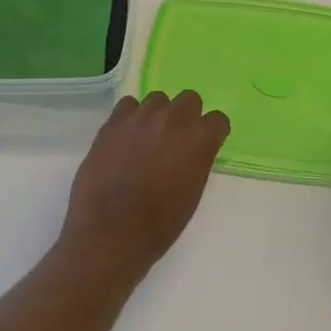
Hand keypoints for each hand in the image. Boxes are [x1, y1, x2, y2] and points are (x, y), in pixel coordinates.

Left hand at [58, 91, 230, 283]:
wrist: (112, 231)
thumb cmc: (159, 224)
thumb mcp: (192, 193)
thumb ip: (196, 161)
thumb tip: (191, 151)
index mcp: (200, 140)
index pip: (218, 120)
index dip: (212, 132)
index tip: (206, 143)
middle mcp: (174, 120)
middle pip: (189, 99)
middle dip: (186, 115)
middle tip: (176, 137)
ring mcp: (141, 117)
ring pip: (157, 98)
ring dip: (158, 114)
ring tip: (148, 136)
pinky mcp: (113, 122)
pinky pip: (128, 105)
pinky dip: (130, 117)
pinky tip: (126, 136)